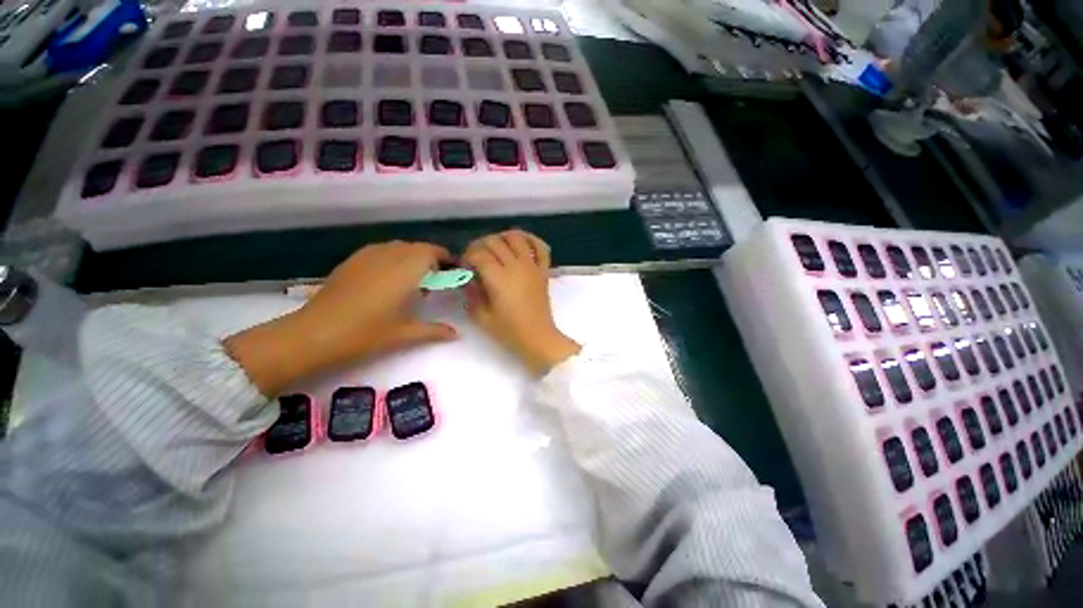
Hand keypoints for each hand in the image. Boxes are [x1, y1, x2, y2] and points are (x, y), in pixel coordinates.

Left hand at [225, 241, 457, 395]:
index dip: (446, 259)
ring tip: (413, 280)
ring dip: (412, 257)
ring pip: (399, 247)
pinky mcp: (352, 261)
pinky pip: (381, 251)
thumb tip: (457, 334)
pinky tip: (389, 279)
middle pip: (417, 247)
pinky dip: (393, 258)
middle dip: (431, 259)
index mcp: (406, 270)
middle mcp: (389, 256)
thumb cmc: (366, 334)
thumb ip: (435, 330)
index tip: (454, 272)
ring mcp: (367, 256)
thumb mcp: (405, 334)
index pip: (433, 252)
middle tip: (436, 282)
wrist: (313, 334)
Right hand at [463, 230, 579, 374]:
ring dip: (502, 238)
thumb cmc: (509, 331)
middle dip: (480, 245)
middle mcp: (516, 266)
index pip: (478, 254)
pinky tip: (522, 243)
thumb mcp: (482, 317)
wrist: (538, 337)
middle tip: (476, 258)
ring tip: (496, 248)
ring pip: (517, 237)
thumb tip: (468, 278)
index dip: (467, 256)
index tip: (464, 266)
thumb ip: (472, 294)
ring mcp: (532, 266)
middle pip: (494, 242)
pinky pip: (541, 248)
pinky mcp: (543, 270)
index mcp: (498, 278)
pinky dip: (532, 240)